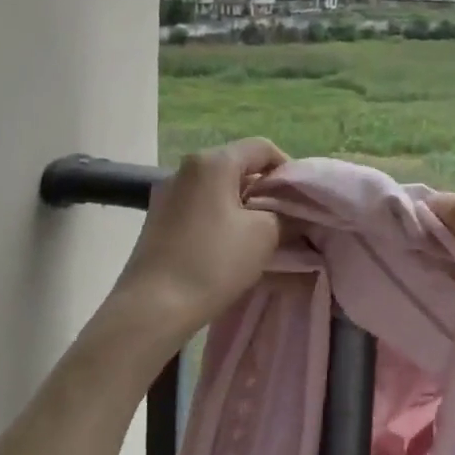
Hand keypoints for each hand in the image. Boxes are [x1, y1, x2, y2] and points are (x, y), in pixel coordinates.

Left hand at [110, 138, 288, 340]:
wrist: (153, 306)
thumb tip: (289, 213)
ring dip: (242, 206)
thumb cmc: (213, 262)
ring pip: (218, 189)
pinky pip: (200, 207)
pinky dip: (220, 218)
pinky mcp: (158, 219)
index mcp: (213, 162)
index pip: (262, 148)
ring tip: (259, 236)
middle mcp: (186, 168)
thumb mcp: (264, 235)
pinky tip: (228, 246)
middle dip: (265, 190)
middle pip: (238, 166)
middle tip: (285, 219)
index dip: (288, 169)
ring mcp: (168, 193)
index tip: (300, 199)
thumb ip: (284, 214)